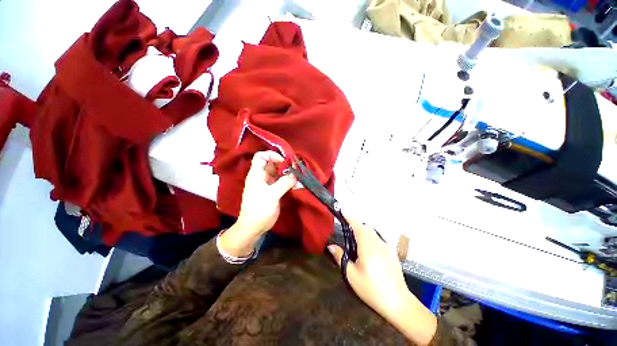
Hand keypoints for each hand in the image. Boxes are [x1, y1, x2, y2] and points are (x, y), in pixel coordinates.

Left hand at [218, 151, 295, 256]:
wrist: (254, 226)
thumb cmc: (259, 209)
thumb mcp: (271, 195)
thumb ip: (284, 183)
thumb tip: (295, 175)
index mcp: (257, 174)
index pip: (261, 156)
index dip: (272, 155)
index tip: (284, 161)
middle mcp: (263, 176)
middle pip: (273, 164)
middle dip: (284, 165)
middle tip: (296, 169)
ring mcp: (269, 184)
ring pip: (279, 173)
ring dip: (289, 174)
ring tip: (299, 178)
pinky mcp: (274, 191)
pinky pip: (283, 182)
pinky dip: (290, 182)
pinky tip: (298, 185)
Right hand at [328, 211, 436, 344]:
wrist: (398, 303)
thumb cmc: (372, 289)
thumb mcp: (352, 275)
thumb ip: (341, 257)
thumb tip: (330, 246)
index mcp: (367, 248)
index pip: (358, 227)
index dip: (350, 217)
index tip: (343, 210)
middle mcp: (378, 244)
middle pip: (366, 227)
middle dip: (356, 224)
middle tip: (347, 230)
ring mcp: (387, 248)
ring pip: (373, 232)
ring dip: (364, 231)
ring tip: (357, 240)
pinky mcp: (392, 253)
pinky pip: (379, 239)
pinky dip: (372, 237)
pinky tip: (369, 250)